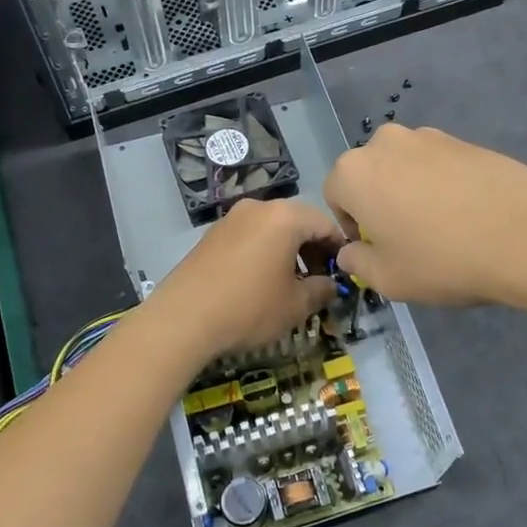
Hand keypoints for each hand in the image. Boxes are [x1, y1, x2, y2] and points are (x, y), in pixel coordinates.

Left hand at [145, 198, 340, 364]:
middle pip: (297, 222)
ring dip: (287, 251)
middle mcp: (258, 208)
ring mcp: (231, 219)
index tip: (343, 273)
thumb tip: (330, 285)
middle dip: (312, 249)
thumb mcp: (295, 305)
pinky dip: (263, 253)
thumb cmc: (249, 307)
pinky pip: (249, 237)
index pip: (325, 224)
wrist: (183, 318)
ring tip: (290, 283)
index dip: (339, 249)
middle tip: (318, 280)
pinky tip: (260, 282)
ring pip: (271, 229)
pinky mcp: (211, 235)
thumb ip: (321, 290)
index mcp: (284, 217)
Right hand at [324, 124, 526, 306]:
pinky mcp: (464, 140)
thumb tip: (350, 251)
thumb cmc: (443, 260)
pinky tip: (467, 214)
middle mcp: (385, 143)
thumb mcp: (388, 279)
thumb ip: (357, 262)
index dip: (351, 226)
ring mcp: (428, 136)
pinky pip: (437, 165)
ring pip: (403, 168)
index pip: (334, 196)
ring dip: (409, 191)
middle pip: (368, 175)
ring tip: (441, 227)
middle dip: (378, 203)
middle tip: (407, 238)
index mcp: (354, 172)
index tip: (377, 249)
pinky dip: (442, 185)